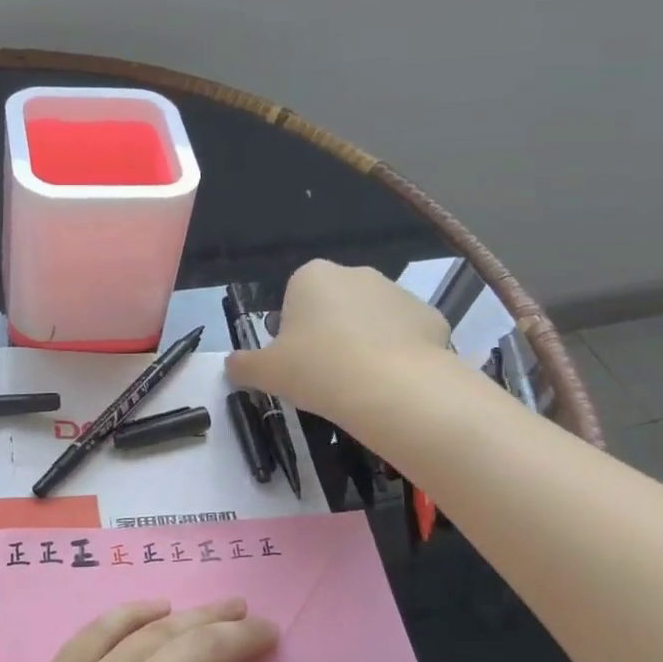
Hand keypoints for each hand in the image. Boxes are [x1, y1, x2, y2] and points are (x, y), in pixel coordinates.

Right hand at [228, 260, 454, 422]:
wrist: (392, 388)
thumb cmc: (317, 369)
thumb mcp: (266, 372)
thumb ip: (243, 365)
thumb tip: (231, 365)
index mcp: (312, 276)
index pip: (294, 298)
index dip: (292, 332)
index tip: (296, 362)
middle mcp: (356, 273)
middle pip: (334, 305)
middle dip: (329, 333)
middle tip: (324, 374)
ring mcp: (398, 292)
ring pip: (371, 319)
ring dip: (364, 342)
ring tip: (359, 384)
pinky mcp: (430, 317)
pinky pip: (405, 336)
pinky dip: (398, 355)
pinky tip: (391, 383)